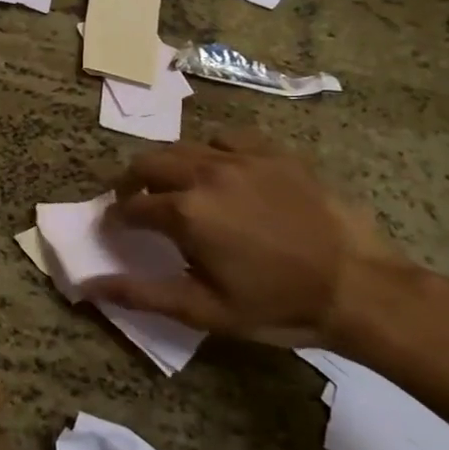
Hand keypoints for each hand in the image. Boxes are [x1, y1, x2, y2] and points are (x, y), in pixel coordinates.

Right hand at [85, 130, 402, 348]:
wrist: (360, 288)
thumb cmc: (278, 305)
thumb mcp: (204, 311)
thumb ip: (141, 294)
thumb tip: (88, 286)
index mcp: (185, 212)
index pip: (130, 206)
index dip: (116, 218)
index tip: (116, 229)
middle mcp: (205, 174)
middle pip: (147, 163)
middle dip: (131, 182)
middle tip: (135, 204)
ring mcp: (241, 159)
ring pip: (183, 146)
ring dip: (167, 166)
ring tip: (175, 186)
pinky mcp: (274, 153)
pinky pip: (228, 138)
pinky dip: (212, 151)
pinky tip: (221, 170)